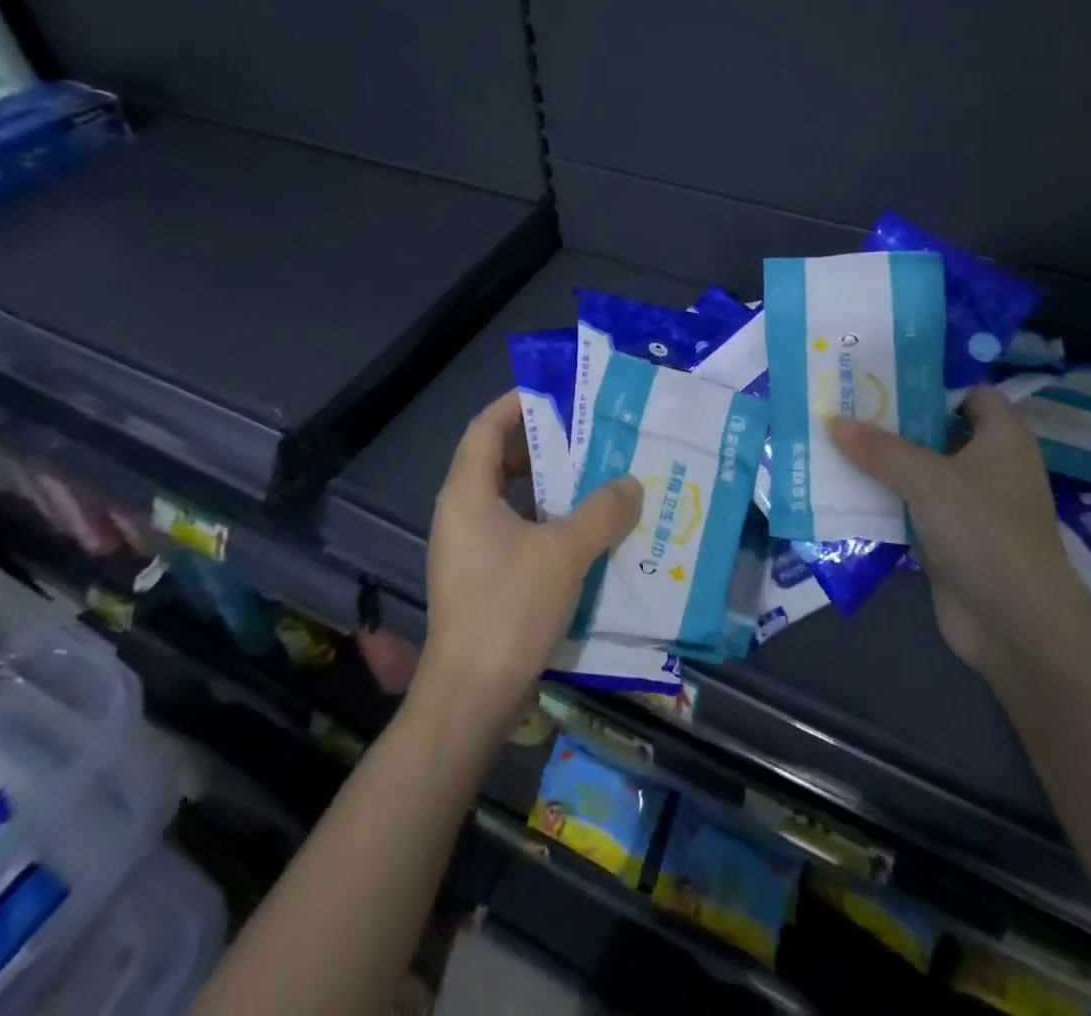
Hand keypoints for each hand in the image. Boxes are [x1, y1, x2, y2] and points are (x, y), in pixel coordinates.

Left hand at [417, 392, 643, 718]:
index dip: (516, 404)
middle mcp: (460, 514)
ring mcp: (468, 549)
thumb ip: (601, 511)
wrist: (471, 697)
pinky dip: (546, 521)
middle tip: (587, 436)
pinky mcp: (481, 579)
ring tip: (594, 479)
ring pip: (509, 499)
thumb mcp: (565, 552)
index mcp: (467, 493)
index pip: (485, 427)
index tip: (556, 392)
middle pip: (497, 460)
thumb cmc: (510, 608)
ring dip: (548, 486)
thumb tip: (630, 484)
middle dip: (541, 445)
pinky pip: (515, 531)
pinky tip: (584, 533)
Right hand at [828, 386, 1082, 671]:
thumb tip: (833, 421)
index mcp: (1001, 438)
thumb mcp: (929, 479)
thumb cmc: (984, 531)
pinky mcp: (947, 540)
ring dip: (878, 463)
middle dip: (891, 421)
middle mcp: (986, 466)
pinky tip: (839, 489)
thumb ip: (880, 449)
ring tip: (829, 439)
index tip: (883, 375)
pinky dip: (879, 501)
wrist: (1016, 625)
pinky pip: (907, 509)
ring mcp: (966, 506)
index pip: (970, 393)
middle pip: (935, 431)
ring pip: (916, 472)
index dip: (931, 381)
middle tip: (842, 403)